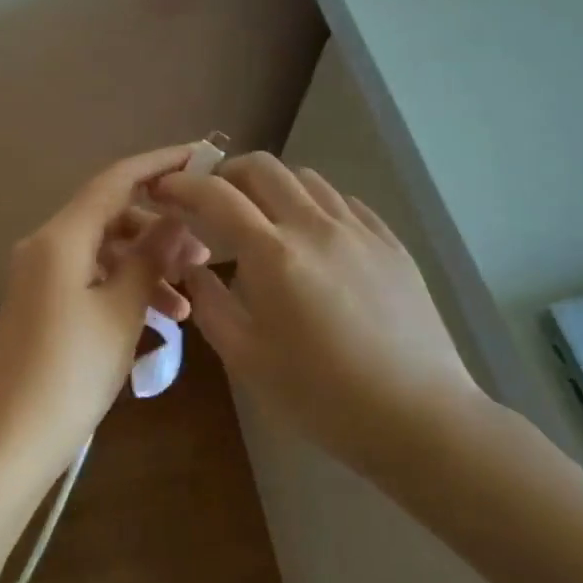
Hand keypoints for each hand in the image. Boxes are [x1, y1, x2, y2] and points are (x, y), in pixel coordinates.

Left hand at [0, 144, 210, 481]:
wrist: (13, 438)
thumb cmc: (72, 371)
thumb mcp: (122, 311)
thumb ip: (151, 257)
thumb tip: (177, 220)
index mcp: (61, 237)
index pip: (115, 181)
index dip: (158, 164)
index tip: (198, 156)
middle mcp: (45, 244)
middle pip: (111, 216)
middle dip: (159, 230)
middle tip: (204, 256)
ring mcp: (40, 274)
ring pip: (104, 251)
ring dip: (145, 266)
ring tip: (187, 302)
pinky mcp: (41, 300)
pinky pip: (90, 277)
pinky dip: (123, 287)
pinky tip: (159, 319)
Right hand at [153, 153, 486, 481]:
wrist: (417, 416)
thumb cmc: (321, 395)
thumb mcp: (246, 358)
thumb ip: (208, 303)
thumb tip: (191, 266)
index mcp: (273, 254)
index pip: (217, 195)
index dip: (184, 184)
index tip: (165, 189)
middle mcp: (314, 226)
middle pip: (263, 167)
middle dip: (227, 173)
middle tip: (213, 200)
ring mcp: (358, 230)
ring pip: (306, 178)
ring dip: (273, 186)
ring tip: (264, 218)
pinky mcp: (389, 242)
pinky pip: (344, 202)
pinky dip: (314, 205)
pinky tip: (314, 236)